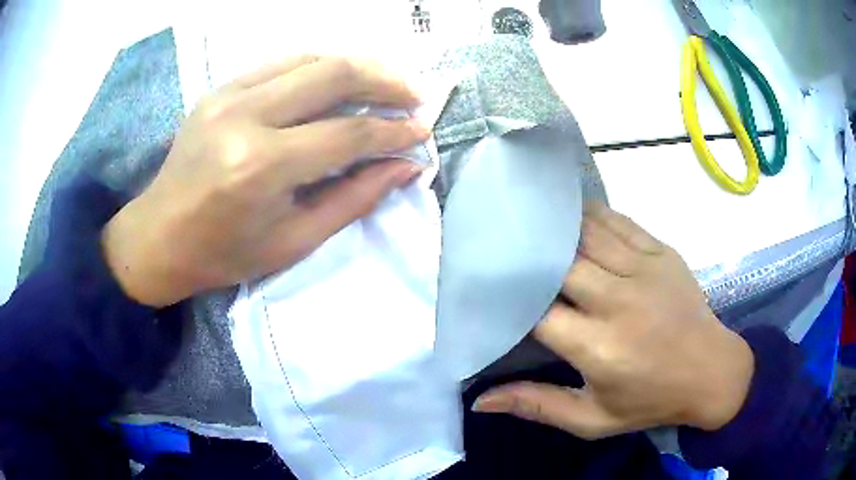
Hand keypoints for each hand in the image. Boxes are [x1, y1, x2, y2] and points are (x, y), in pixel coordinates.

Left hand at [102, 56, 430, 306]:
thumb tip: (405, 167)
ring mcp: (229, 94)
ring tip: (386, 84)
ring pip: (311, 58)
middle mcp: (246, 117)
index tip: (422, 133)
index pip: (347, 134)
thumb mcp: (293, 240)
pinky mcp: (220, 88)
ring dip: (357, 67)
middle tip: (415, 97)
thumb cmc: (224, 253)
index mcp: (262, 167)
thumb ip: (353, 198)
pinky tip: (339, 80)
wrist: (159, 236)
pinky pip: (282, 63)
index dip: (393, 133)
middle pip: (334, 75)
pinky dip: (320, 67)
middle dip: (385, 82)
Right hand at [473, 204, 753, 436]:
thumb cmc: (650, 401)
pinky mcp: (661, 252)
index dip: (510, 302)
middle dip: (529, 261)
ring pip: (586, 234)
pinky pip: (617, 221)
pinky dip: (589, 215)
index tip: (493, 300)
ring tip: (529, 226)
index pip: (538, 312)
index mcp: (600, 348)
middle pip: (560, 265)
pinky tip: (571, 216)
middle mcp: (619, 301)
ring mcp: (643, 270)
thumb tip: (482, 399)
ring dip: (555, 230)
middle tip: (503, 257)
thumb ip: (538, 406)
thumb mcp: (592, 420)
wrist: (712, 372)